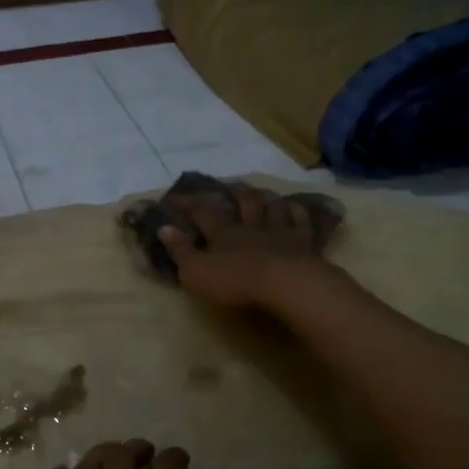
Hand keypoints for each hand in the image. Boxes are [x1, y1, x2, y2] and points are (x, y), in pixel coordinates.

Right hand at [156, 182, 330, 309]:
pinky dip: (297, 212)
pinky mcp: (304, 242)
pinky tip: (295, 208)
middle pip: (244, 202)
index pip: (202, 212)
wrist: (285, 284)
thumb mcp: (196, 272)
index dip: (188, 203)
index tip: (175, 196)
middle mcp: (252, 225)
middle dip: (234, 192)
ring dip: (265, 197)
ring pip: (273, 206)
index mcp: (224, 233)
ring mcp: (281, 231)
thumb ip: (180, 251)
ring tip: (261, 192)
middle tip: (229, 184)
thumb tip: (164, 228)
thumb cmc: (236, 281)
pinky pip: (301, 221)